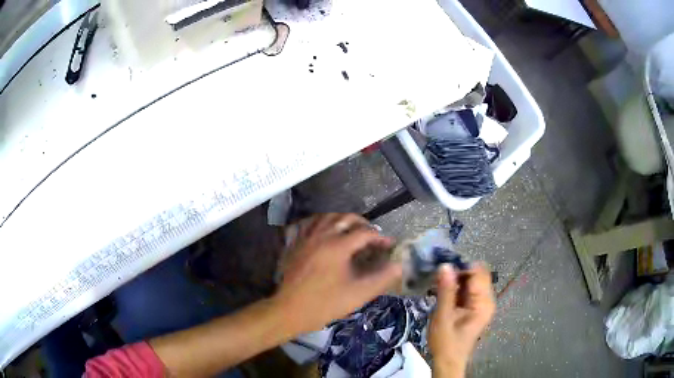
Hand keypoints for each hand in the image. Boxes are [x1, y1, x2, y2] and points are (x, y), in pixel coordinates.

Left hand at [273, 214, 401, 334]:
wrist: (290, 310)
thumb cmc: (325, 304)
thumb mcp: (358, 294)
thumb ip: (382, 278)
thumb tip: (399, 265)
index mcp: (338, 246)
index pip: (365, 233)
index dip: (380, 238)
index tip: (389, 246)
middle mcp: (322, 236)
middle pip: (345, 218)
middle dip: (362, 224)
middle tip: (372, 236)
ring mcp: (306, 238)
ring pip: (326, 217)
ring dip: (342, 220)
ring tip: (351, 230)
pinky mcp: (295, 244)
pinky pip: (309, 224)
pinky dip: (321, 222)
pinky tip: (324, 230)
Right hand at [430, 264, 495, 376]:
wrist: (448, 360)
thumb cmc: (446, 341)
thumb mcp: (443, 316)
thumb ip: (446, 291)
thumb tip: (445, 265)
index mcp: (483, 302)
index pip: (478, 272)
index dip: (461, 266)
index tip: (442, 268)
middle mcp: (487, 299)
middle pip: (476, 274)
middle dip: (457, 272)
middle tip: (437, 277)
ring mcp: (481, 303)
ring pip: (471, 281)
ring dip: (455, 280)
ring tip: (437, 284)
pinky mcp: (474, 306)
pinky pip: (467, 289)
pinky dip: (455, 288)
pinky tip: (442, 292)